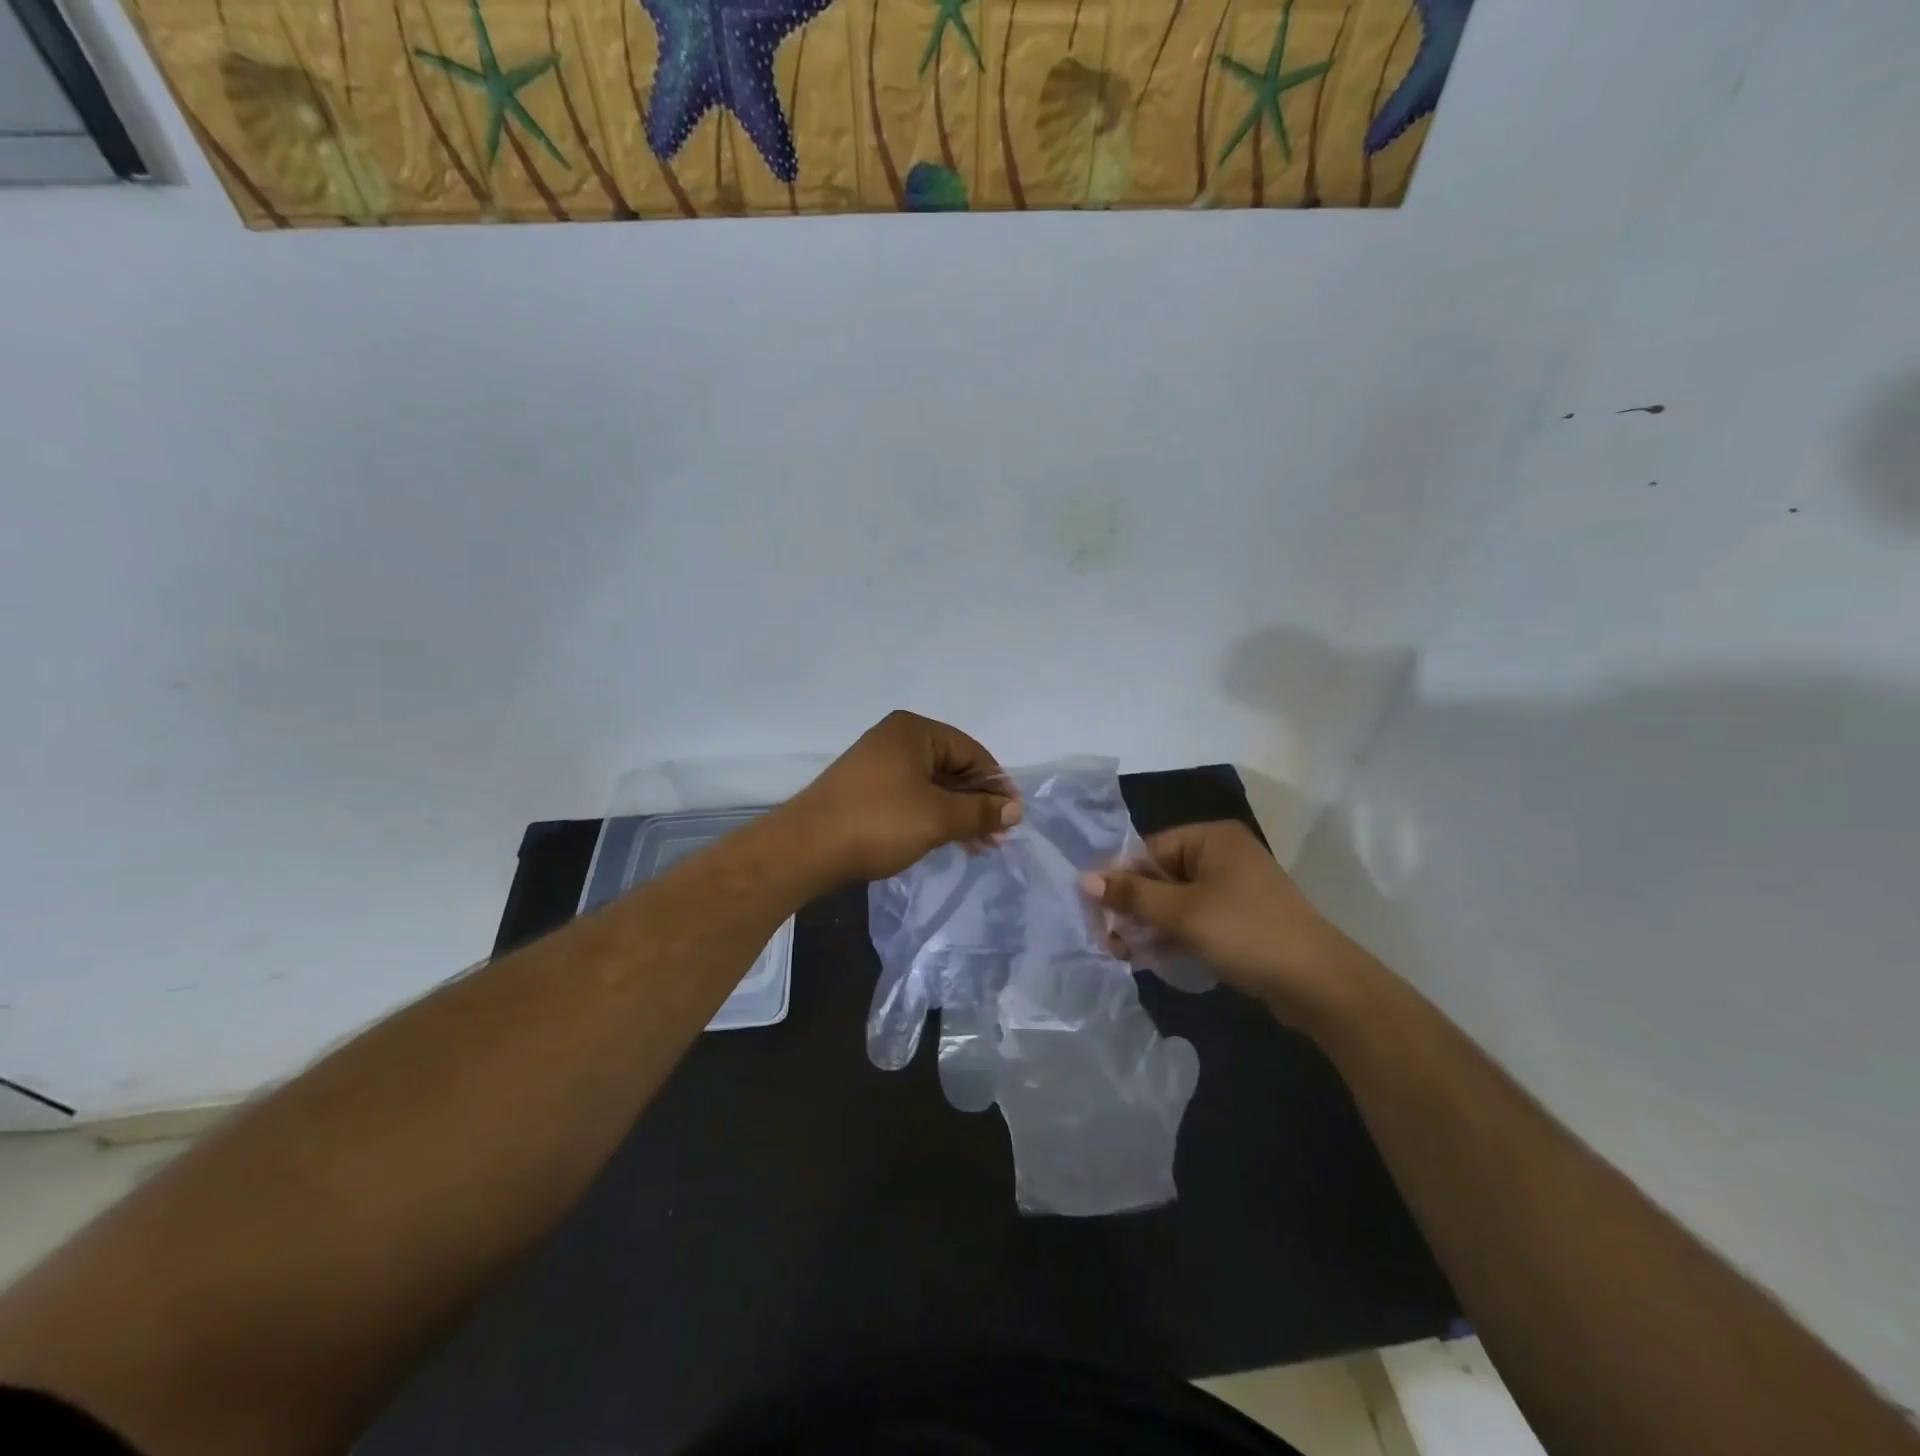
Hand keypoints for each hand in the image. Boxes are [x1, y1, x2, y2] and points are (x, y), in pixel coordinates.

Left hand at [787, 711, 1021, 883]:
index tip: (1012, 818)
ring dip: (957, 813)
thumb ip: (980, 811)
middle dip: (977, 802)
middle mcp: (895, 739)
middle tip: (996, 837)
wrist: (805, 848)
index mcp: (914, 731)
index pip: (971, 751)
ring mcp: (877, 764)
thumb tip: (1015, 808)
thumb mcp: (937, 817)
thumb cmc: (878, 822)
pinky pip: (911, 797)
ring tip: (976, 846)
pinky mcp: (865, 790)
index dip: (996, 784)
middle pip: (952, 767)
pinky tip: (945, 840)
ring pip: (932, 785)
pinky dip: (932, 816)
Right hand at [1081, 820, 1380, 1029]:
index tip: (1097, 917)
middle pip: (1160, 876)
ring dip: (1150, 926)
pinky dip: (1175, 935)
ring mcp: (1234, 887)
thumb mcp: (1182, 913)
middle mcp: (1222, 855)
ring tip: (1129, 956)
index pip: (1148, 851)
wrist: (1319, 984)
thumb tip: (1084, 878)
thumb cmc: (1246, 933)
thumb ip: (1132, 895)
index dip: (1120, 882)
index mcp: (1210, 838)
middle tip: (1111, 944)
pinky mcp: (1241, 918)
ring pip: (1175, 901)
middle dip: (1134, 909)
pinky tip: (1157, 959)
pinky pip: (1195, 918)